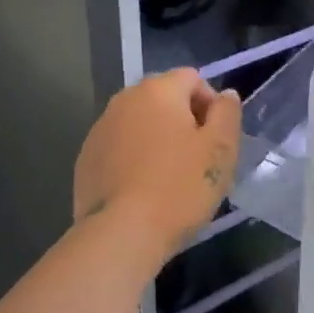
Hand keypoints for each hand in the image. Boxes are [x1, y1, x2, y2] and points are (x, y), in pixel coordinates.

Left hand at [74, 69, 241, 256]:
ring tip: (170, 177)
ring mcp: (100, 129)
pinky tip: (143, 190)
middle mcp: (124, 100)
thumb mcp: (220, 150)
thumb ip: (227, 113)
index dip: (211, 104)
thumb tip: (225, 94)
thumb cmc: (179, 187)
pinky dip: (133, 159)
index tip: (217, 139)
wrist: (122, 234)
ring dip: (157, 139)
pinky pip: (119, 148)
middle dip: (183, 121)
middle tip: (197, 159)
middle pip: (163, 99)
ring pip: (139, 124)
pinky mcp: (86, 159)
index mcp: (157, 90)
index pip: (192, 78)